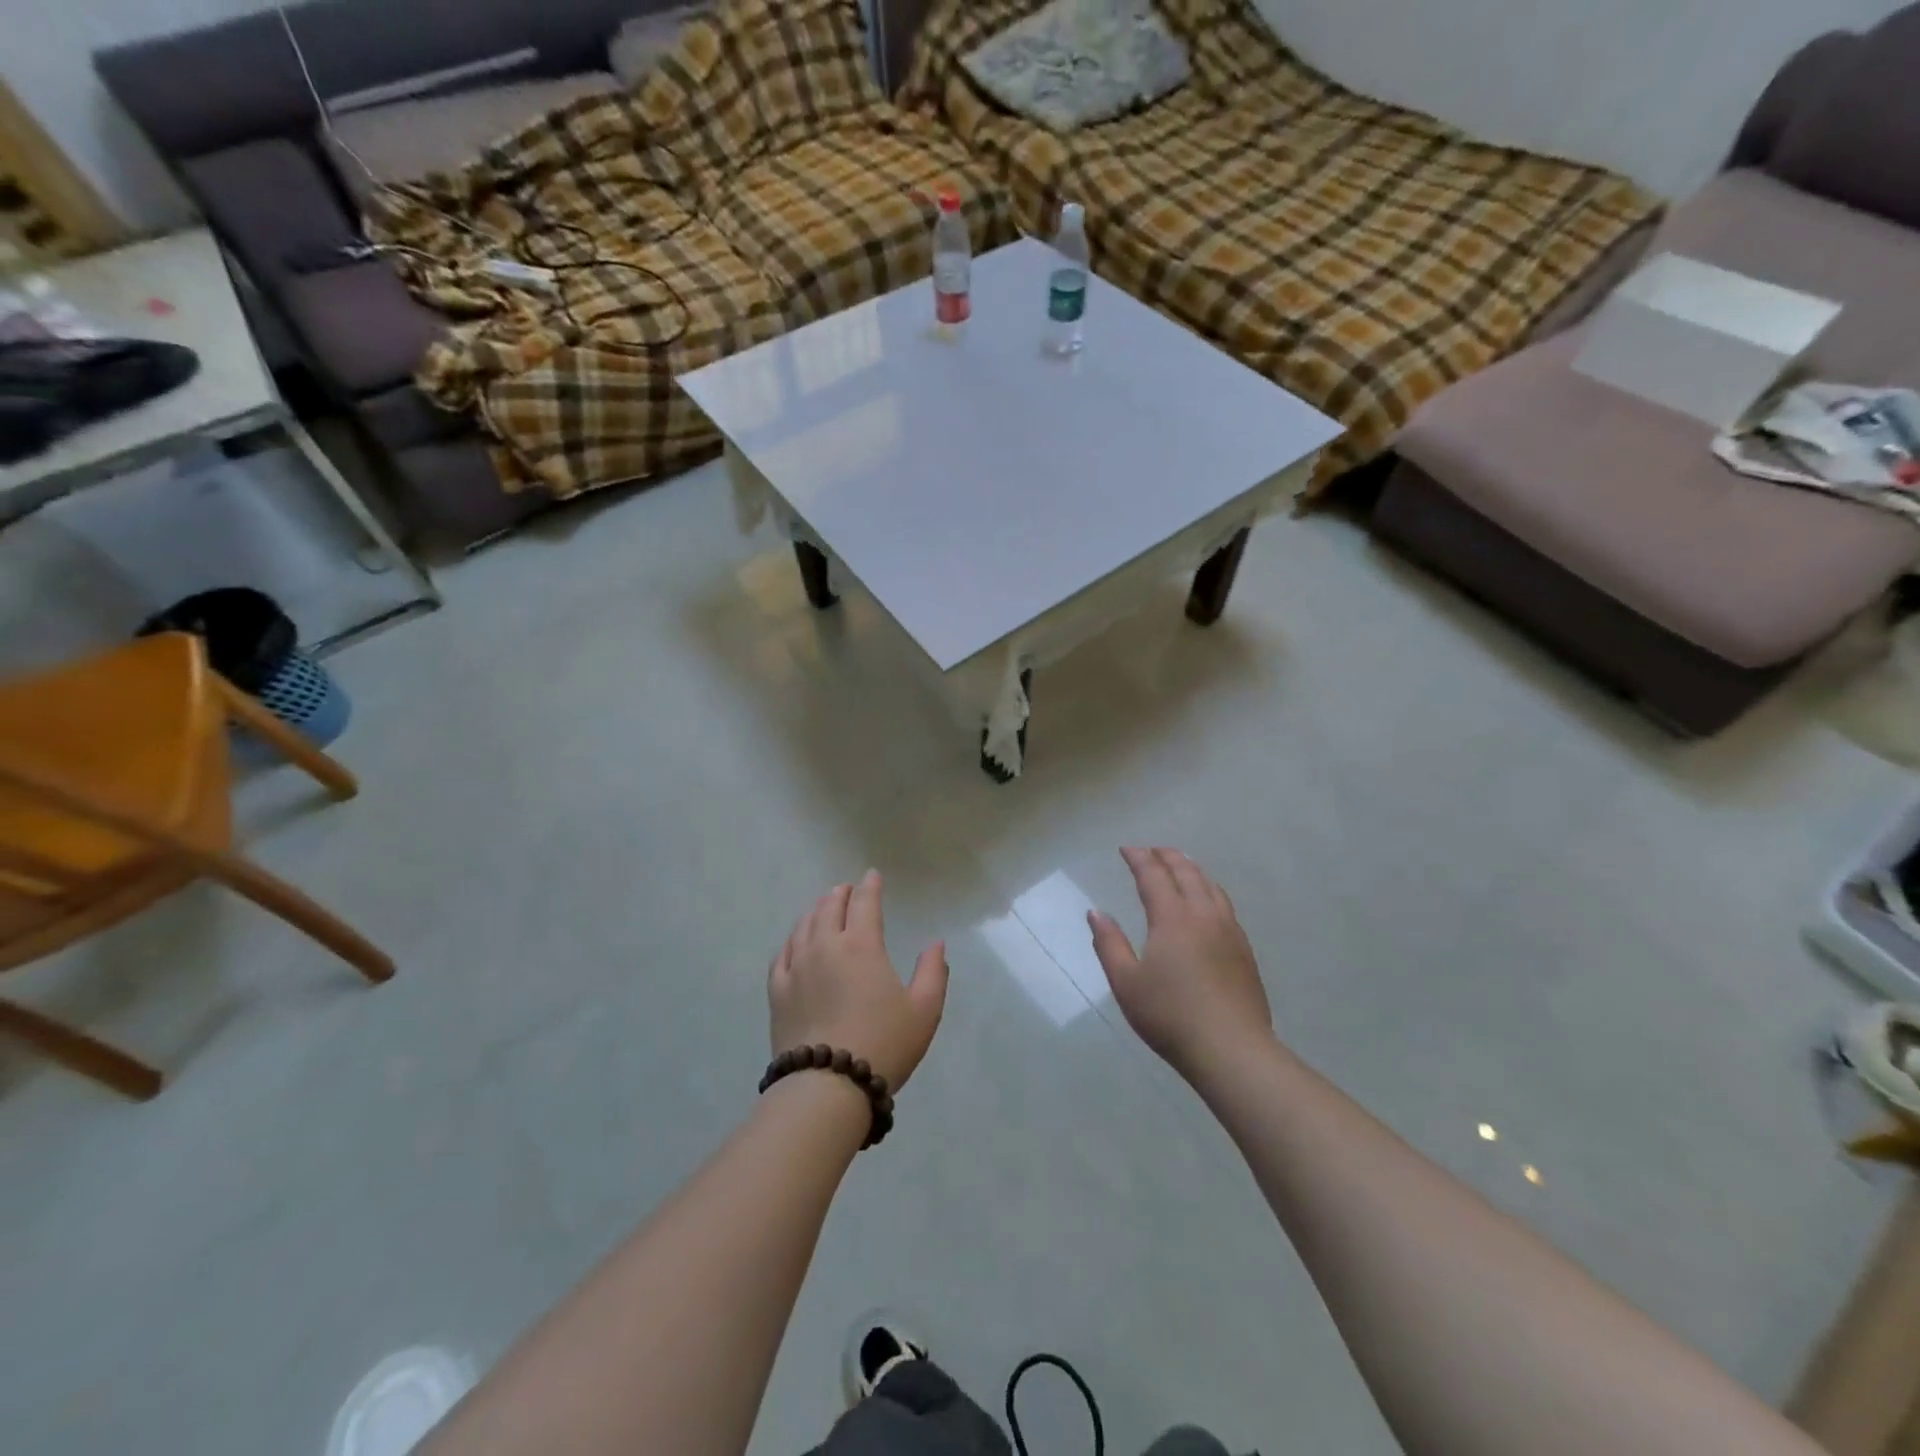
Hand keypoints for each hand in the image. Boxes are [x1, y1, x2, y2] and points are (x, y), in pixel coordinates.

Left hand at [770, 870, 947, 1091]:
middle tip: (847, 889)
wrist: (827, 1087)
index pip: (865, 903)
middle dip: (840, 894)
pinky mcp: (777, 991)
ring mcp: (797, 967)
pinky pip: (782, 953)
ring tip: (823, 907)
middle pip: (830, 907)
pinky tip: (796, 941)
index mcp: (862, 946)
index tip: (872, 876)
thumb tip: (935, 943)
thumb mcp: (924, 1010)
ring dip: (816, 910)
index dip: (870, 886)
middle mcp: (825, 946)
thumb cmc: (883, 1044)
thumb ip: (933, 971)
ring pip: (804, 925)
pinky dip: (792, 939)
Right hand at [1088, 847, 1271, 1077]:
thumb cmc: (1170, 1015)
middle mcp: (1203, 915)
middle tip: (1152, 850)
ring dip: (1192, 869)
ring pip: (1211, 886)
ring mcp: (1229, 931)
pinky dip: (1210, 890)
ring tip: (1181, 866)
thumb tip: (1096, 913)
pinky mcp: (1244, 950)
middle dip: (1167, 856)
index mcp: (1172, 917)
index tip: (1126, 849)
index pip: (1153, 876)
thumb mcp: (1126, 983)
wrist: (1232, 1049)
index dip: (1139, 858)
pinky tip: (1207, 903)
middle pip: (1187, 873)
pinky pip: (1224, 905)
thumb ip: (1109, 944)